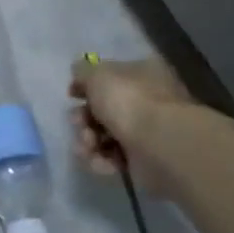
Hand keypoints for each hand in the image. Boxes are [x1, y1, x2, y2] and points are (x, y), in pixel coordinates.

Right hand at [68, 56, 192, 193]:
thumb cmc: (130, 101)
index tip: (72, 95)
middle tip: (79, 123)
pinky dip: (101, 160)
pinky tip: (101, 161)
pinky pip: (112, 157)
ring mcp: (145, 131)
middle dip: (83, 118)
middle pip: (102, 108)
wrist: (161, 144)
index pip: (109, 76)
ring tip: (88, 146)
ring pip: (103, 135)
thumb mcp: (98, 74)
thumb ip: (83, 72)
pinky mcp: (142, 159)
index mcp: (141, 73)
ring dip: (88, 141)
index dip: (87, 85)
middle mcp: (146, 100)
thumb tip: (80, 75)